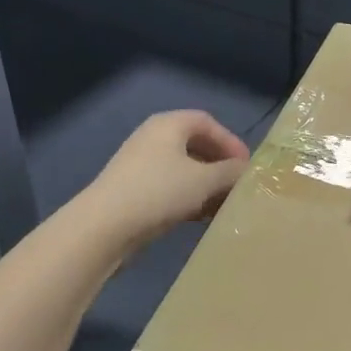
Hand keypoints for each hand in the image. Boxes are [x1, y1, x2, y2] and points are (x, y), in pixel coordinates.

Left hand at [80, 110, 251, 250]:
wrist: (103, 227)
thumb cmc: (159, 192)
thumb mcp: (204, 181)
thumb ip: (230, 172)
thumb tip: (246, 171)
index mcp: (169, 124)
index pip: (207, 122)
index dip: (230, 142)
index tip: (246, 166)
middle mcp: (153, 138)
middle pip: (195, 145)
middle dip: (219, 165)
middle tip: (237, 185)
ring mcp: (140, 165)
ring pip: (183, 169)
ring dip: (206, 185)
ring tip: (223, 205)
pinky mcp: (133, 190)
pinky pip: (169, 187)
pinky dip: (188, 198)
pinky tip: (201, 218)